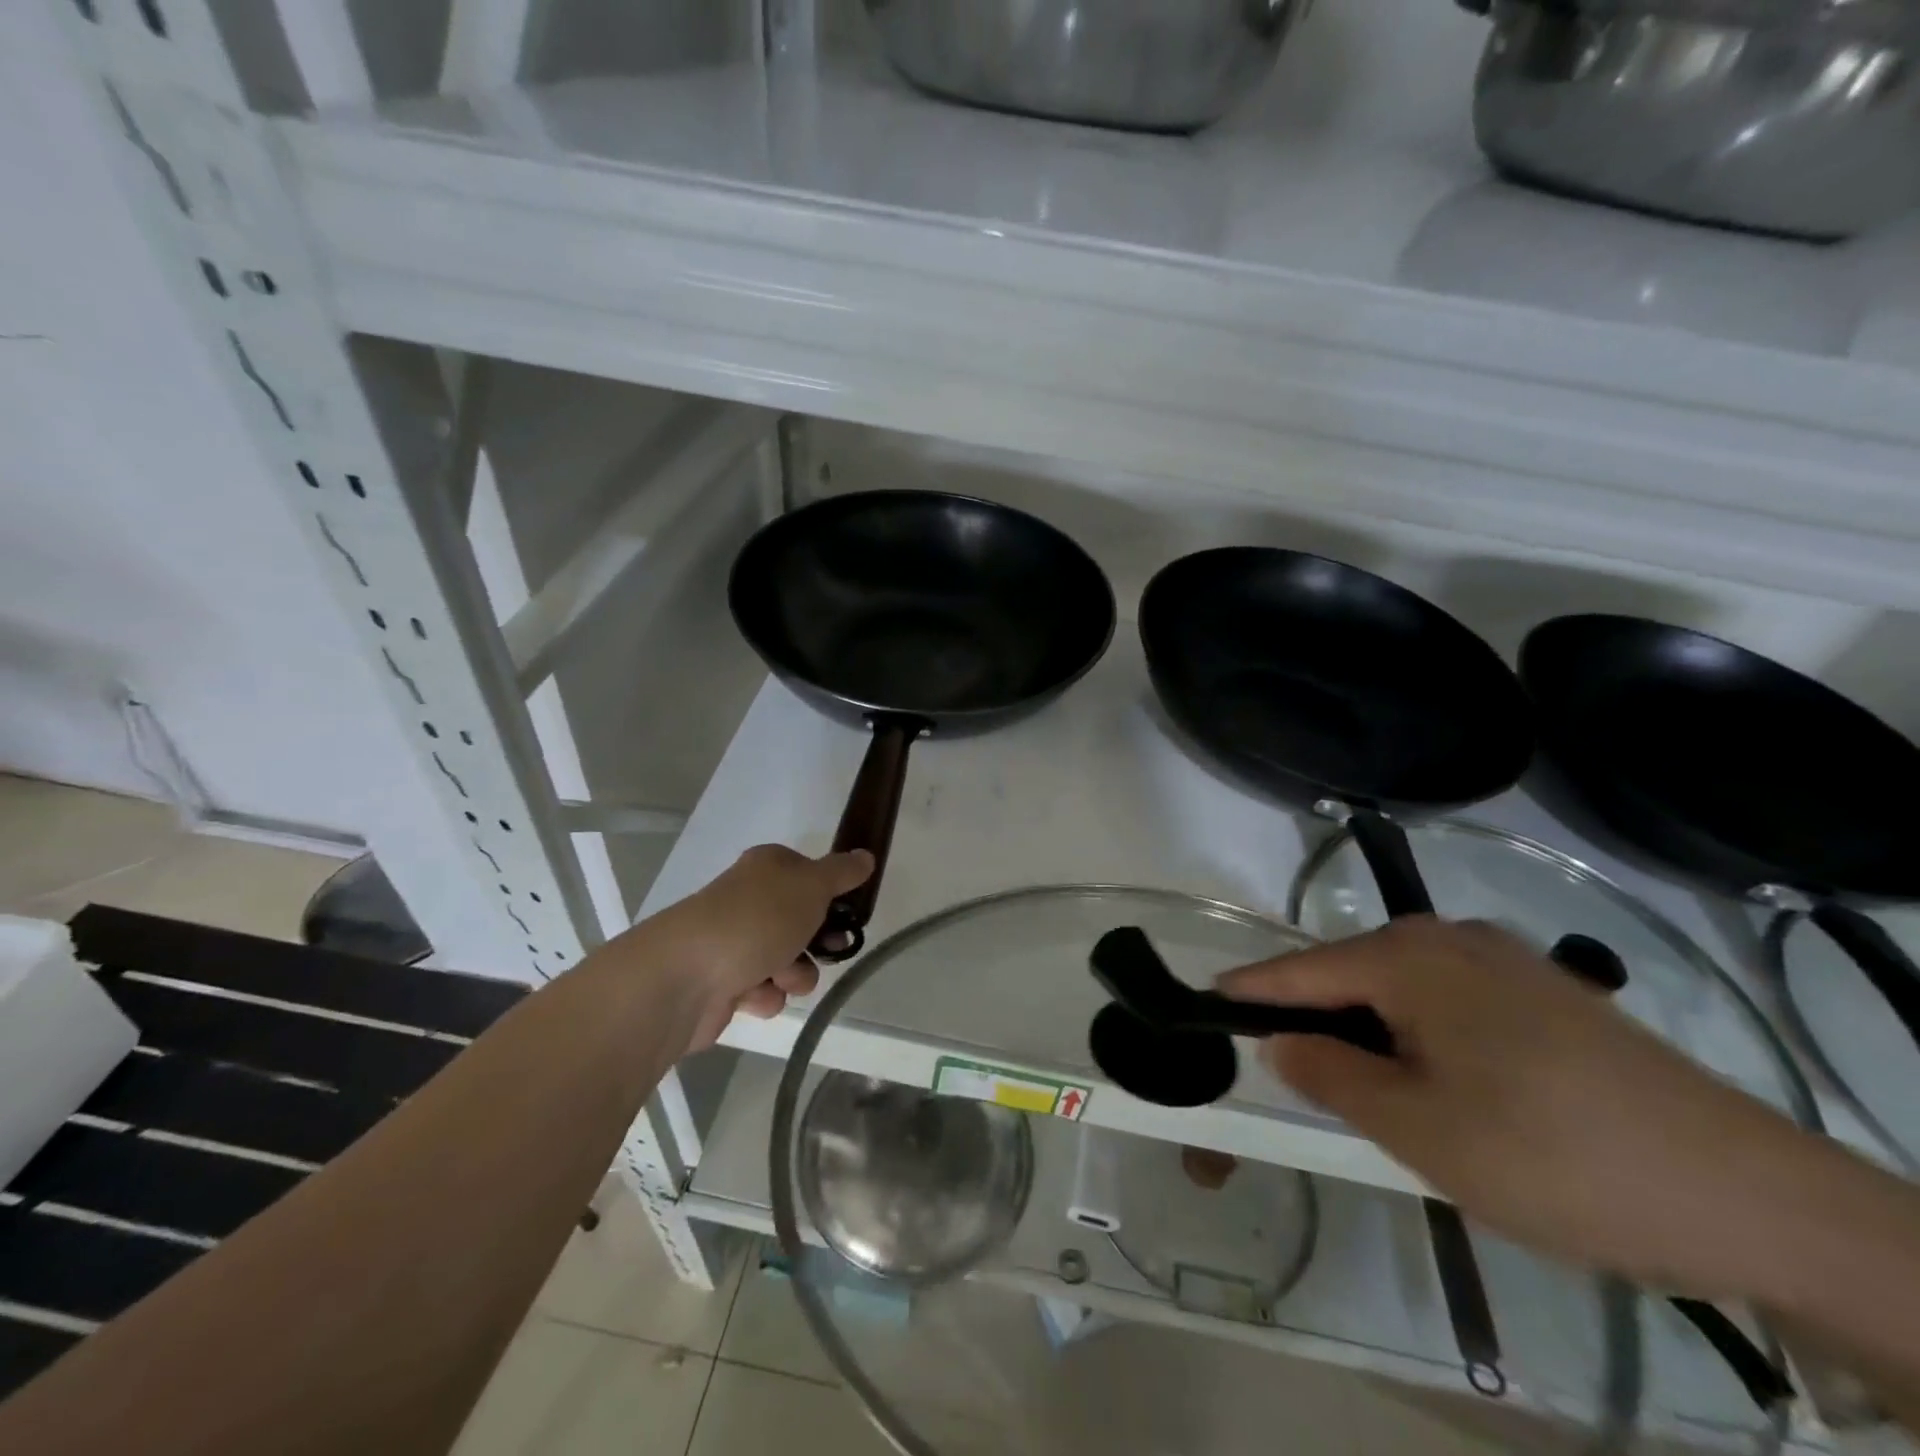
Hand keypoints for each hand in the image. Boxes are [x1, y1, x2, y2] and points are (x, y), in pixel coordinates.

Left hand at [616, 845, 872, 1053]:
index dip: (832, 896)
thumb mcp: (811, 886)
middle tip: (828, 950)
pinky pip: (763, 991)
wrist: (686, 976)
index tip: (849, 914)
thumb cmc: (756, 920)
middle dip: (818, 942)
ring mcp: (735, 942)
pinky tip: (752, 995)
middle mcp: (750, 901)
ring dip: (794, 973)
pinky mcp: (723, 984)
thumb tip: (866, 856)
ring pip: (789, 961)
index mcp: (768, 868)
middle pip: (803, 922)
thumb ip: (842, 872)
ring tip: (779, 976)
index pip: (811, 875)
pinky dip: (764, 995)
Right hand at [1219, 918, 1815, 1298]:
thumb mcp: (1417, 1129)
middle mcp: (1448, 938)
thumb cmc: (1552, 1155)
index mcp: (1407, 958)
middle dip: (1315, 1017)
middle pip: (1351, 973)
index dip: (1249, 991)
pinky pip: (1450, 999)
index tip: (1204, 1002)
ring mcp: (1504, 959)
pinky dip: (1421, 1032)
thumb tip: (1279, 1041)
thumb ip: (1331, 1075)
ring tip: (1366, 1088)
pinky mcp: (1546, 990)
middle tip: (1291, 1073)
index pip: (1300, 970)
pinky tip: (1442, 1082)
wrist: (1751, 1195)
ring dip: (1371, 1029)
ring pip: (1402, 988)